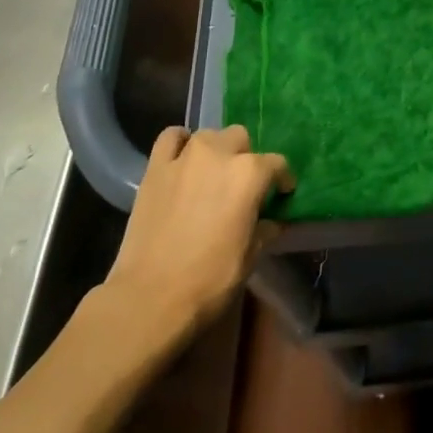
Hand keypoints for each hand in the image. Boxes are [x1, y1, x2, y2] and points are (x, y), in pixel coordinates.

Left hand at [104, 125, 292, 339]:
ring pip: (209, 135)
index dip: (282, 180)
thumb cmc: (210, 279)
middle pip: (241, 139)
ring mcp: (184, 157)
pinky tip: (183, 160)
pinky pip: (171, 138)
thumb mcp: (250, 257)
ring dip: (216, 150)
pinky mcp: (155, 168)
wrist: (151, 297)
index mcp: (250, 174)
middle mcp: (220, 154)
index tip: (281, 194)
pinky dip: (180, 143)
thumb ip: (264, 230)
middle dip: (246, 158)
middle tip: (242, 186)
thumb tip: (271, 222)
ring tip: (212, 174)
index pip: (277, 164)